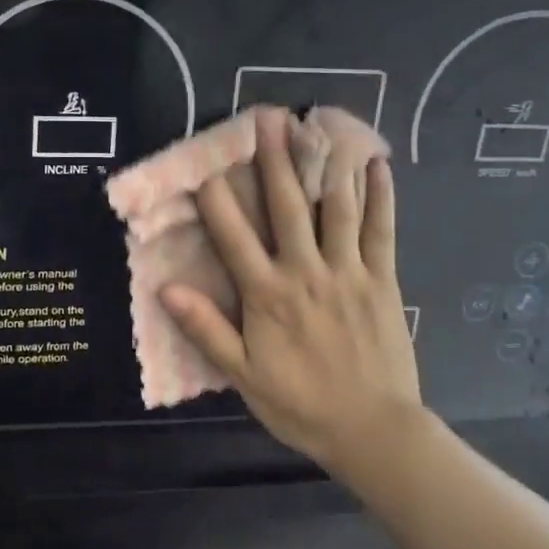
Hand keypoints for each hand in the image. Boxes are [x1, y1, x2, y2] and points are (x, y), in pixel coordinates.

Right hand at [160, 108, 425, 479]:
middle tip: (269, 118)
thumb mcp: (243, 376)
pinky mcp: (382, 280)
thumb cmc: (300, 405)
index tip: (204, 166)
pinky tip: (376, 164)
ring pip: (336, 209)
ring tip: (318, 126)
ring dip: (324, 164)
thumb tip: (167, 289)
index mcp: (268, 295)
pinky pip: (381, 230)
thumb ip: (207, 329)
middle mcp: (306, 272)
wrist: (372, 431)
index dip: (216, 200)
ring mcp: (349, 272)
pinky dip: (380, 196)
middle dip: (276, 161)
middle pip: (288, 207)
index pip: (234, 237)